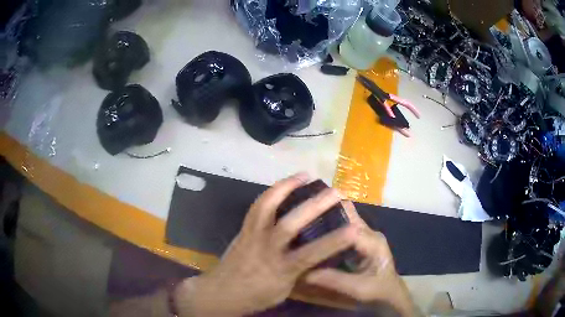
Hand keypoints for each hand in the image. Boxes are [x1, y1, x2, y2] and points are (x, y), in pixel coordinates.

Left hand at [174, 173, 357, 316]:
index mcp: (280, 269)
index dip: (334, 241)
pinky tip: (282, 185)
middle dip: (315, 205)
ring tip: (305, 175)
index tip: (354, 228)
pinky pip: (256, 206)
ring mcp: (253, 234)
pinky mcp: (244, 228)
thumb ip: (300, 272)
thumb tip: (317, 256)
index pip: (312, 253)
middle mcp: (267, 248)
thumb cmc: (255, 296)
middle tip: (336, 192)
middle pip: (290, 224)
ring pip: (268, 206)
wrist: (221, 291)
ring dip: (288, 187)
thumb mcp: (284, 290)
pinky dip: (271, 192)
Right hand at [305, 201, 415, 315]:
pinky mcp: (360, 241)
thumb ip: (335, 280)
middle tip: (300, 219)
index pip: (349, 225)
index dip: (328, 222)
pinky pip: (343, 230)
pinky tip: (313, 237)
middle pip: (346, 216)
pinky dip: (329, 231)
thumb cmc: (379, 291)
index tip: (304, 222)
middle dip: (325, 215)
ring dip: (326, 221)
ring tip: (302, 225)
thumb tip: (305, 272)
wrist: (390, 294)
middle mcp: (369, 233)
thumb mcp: (359, 289)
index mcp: (373, 241)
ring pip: (343, 220)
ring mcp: (365, 236)